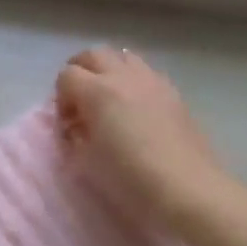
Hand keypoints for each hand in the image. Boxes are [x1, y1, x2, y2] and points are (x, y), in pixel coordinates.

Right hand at [55, 47, 225, 229]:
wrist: (186, 190)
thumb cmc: (129, 178)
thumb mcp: (86, 161)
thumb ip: (74, 136)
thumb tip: (76, 127)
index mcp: (98, 91)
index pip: (66, 76)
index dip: (60, 99)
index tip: (67, 125)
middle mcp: (124, 77)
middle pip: (93, 55)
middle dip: (79, 72)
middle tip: (78, 103)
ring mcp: (153, 81)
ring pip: (122, 57)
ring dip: (107, 71)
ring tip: (107, 101)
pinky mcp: (174, 93)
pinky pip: (146, 73)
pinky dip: (132, 81)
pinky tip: (135, 110)